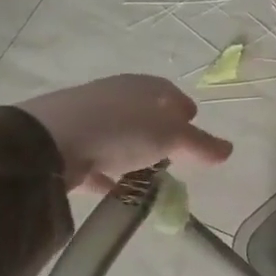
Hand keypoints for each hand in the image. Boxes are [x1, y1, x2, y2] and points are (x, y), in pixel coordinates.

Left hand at [16, 75, 231, 191]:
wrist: (47, 141)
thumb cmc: (120, 129)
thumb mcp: (171, 138)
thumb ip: (201, 144)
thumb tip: (229, 149)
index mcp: (142, 87)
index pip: (169, 93)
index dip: (184, 110)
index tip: (194, 126)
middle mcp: (114, 96)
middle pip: (144, 113)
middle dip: (159, 131)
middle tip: (173, 152)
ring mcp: (86, 118)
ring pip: (119, 135)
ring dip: (133, 152)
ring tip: (147, 175)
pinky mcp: (64, 144)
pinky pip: (95, 159)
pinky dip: (108, 172)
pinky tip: (116, 188)